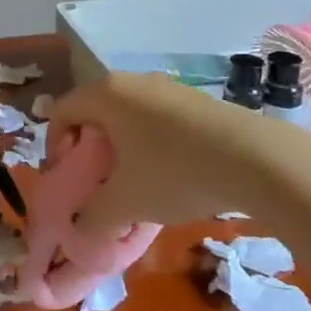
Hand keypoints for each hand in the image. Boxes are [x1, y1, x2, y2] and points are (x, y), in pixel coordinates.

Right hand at [52, 72, 287, 233]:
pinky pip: (156, 118)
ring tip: (136, 182)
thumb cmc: (174, 172)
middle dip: (90, 148)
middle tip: (99, 182)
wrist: (255, 159)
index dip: (55, 146)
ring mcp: (166, 87)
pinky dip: (150, 143)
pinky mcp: (195, 99)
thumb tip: (80, 229)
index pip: (62, 111)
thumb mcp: (126, 203)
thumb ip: (92, 217)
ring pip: (127, 115)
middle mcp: (131, 81)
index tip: (70, 179)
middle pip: (94, 111)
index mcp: (105, 95)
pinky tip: (170, 173)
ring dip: (121, 147)